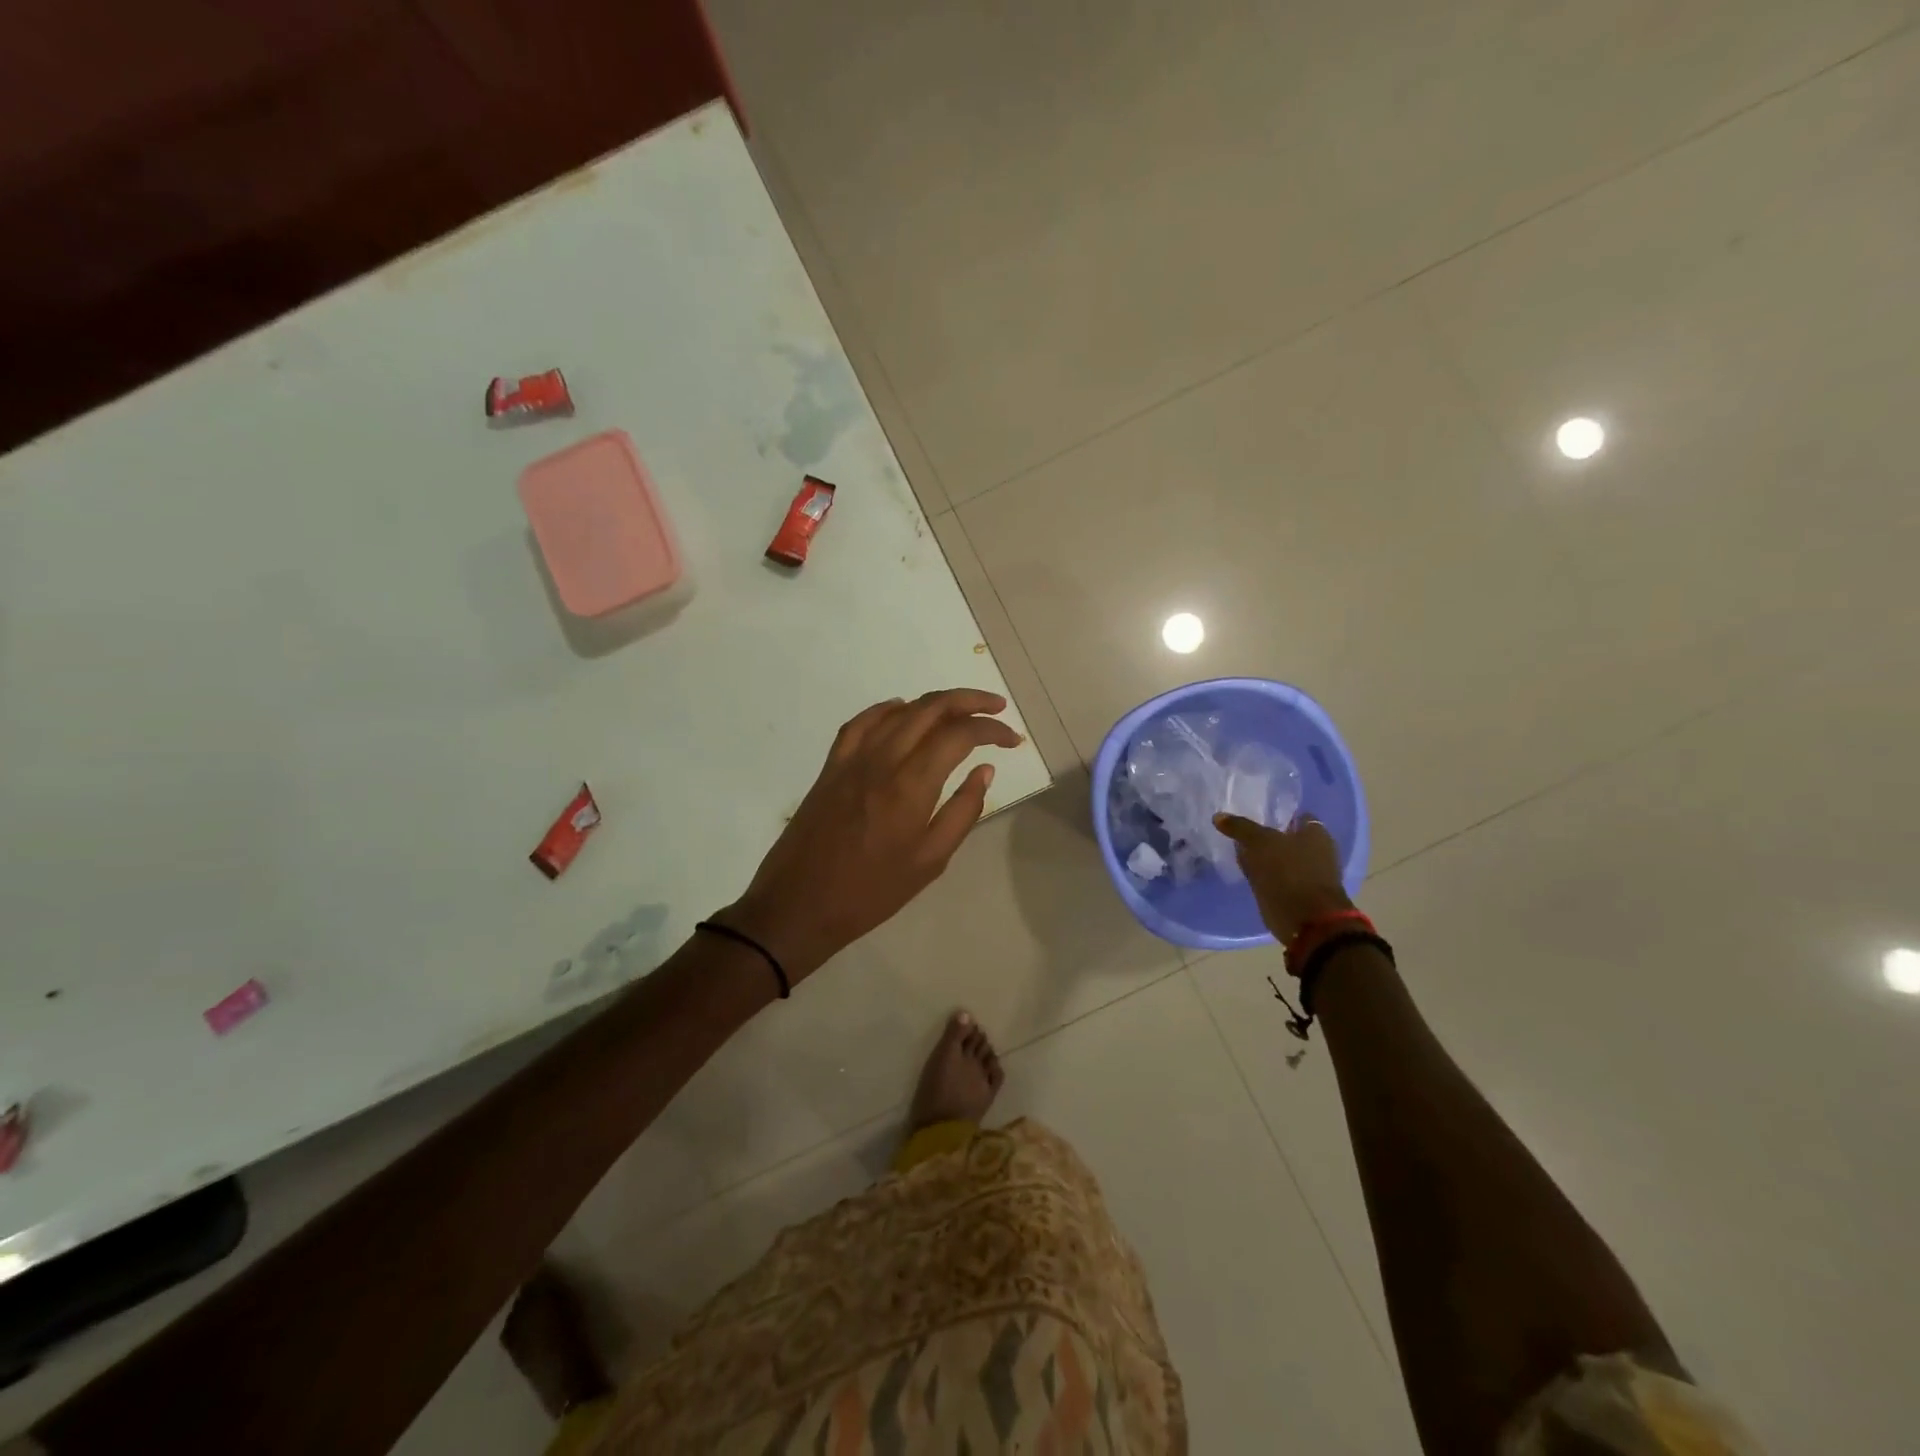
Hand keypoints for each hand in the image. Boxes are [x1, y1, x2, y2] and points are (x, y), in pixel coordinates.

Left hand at [718, 689, 1023, 983]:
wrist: (799, 904)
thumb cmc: (871, 892)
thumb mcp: (930, 861)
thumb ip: (963, 811)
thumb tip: (984, 770)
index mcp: (911, 785)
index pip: (959, 735)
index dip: (991, 729)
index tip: (1012, 740)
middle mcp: (882, 759)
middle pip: (930, 708)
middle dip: (969, 700)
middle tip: (996, 709)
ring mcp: (852, 758)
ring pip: (899, 710)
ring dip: (934, 703)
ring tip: (960, 710)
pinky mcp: (831, 765)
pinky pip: (861, 722)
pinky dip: (887, 709)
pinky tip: (902, 710)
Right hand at [1213, 811, 1353, 953]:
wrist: (1307, 921)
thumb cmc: (1289, 872)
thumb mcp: (1259, 843)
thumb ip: (1240, 828)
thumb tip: (1219, 816)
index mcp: (1316, 833)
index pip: (1295, 816)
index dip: (1275, 814)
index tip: (1254, 814)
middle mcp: (1317, 851)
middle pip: (1288, 838)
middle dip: (1268, 836)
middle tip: (1241, 833)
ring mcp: (1309, 875)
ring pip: (1281, 859)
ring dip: (1264, 858)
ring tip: (1238, 852)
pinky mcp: (1298, 895)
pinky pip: (1277, 878)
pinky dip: (1264, 875)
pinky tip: (1247, 872)